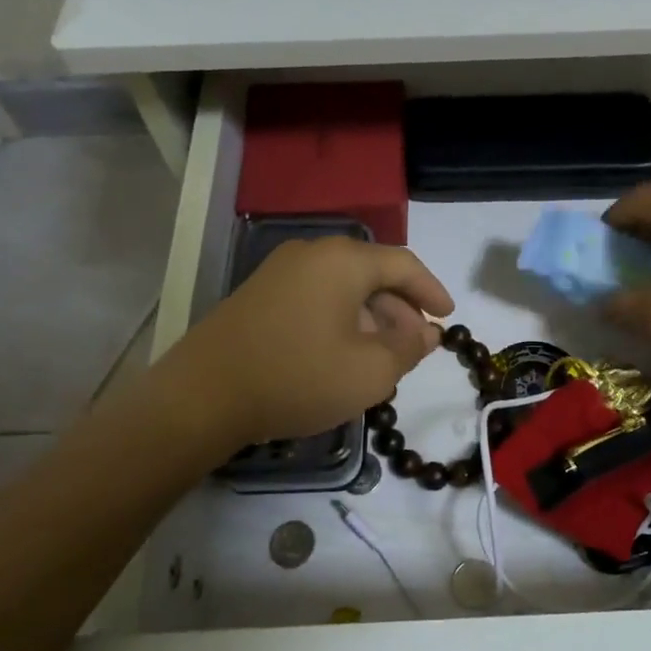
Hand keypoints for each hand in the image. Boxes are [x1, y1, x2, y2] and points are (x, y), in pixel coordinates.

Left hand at [169, 237, 453, 448]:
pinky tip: (342, 354)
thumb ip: (409, 348)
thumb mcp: (369, 372)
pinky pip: (316, 297)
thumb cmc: (297, 377)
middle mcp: (312, 254)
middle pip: (372, 273)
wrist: (202, 396)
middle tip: (415, 345)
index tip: (448, 317)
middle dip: (400, 309)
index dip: (432, 291)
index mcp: (344, 260)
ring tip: (382, 357)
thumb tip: (427, 332)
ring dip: (371, 317)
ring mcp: (280, 271)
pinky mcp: (259, 294)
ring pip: (343, 287)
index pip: (404, 265)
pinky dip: (341, 319)